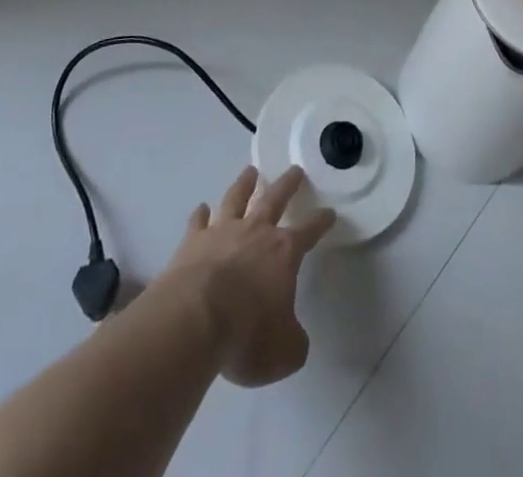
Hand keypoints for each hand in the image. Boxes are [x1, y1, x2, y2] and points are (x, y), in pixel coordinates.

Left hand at [157, 166, 336, 388]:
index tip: (329, 212)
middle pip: (275, 199)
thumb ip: (294, 341)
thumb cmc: (246, 335)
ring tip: (250, 171)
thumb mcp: (284, 352)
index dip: (321, 221)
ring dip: (245, 184)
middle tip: (295, 170)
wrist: (193, 322)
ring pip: (236, 199)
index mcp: (283, 253)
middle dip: (288, 184)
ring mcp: (222, 233)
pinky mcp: (192, 242)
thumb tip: (293, 336)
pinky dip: (201, 214)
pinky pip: (198, 222)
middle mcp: (255, 232)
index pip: (309, 231)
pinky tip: (202, 208)